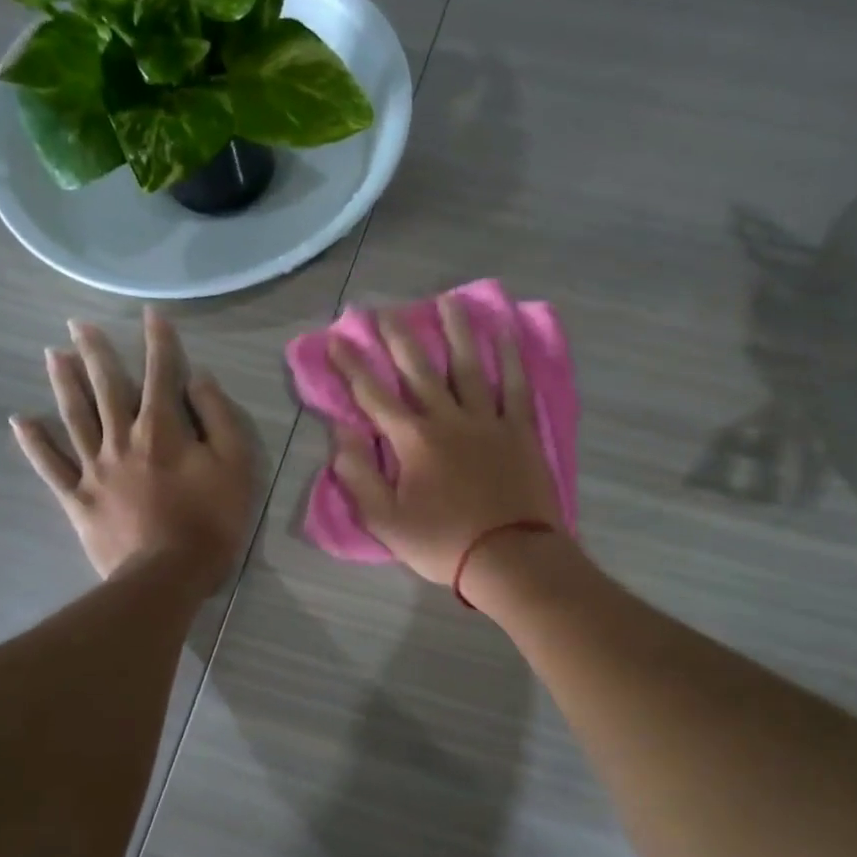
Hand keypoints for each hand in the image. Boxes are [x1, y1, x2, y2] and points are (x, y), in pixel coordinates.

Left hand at [13, 309, 254, 592]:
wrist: (167, 575)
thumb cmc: (211, 520)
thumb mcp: (235, 465)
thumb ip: (218, 417)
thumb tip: (198, 379)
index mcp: (162, 428)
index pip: (161, 373)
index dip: (158, 341)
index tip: (151, 313)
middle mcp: (122, 438)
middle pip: (107, 387)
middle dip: (95, 352)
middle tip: (78, 324)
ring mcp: (95, 468)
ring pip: (75, 416)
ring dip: (63, 383)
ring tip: (52, 354)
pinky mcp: (78, 498)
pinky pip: (51, 466)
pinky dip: (35, 442)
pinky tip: (21, 420)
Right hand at [329, 294, 562, 592]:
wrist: (510, 558)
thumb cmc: (443, 542)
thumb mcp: (385, 521)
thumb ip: (358, 476)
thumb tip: (340, 434)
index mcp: (413, 441)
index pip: (373, 395)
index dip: (352, 365)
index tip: (337, 338)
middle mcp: (447, 419)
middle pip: (419, 369)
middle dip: (398, 337)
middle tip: (385, 309)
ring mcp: (487, 421)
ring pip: (468, 365)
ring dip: (456, 331)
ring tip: (448, 299)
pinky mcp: (519, 430)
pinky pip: (514, 385)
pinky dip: (509, 357)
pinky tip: (504, 332)